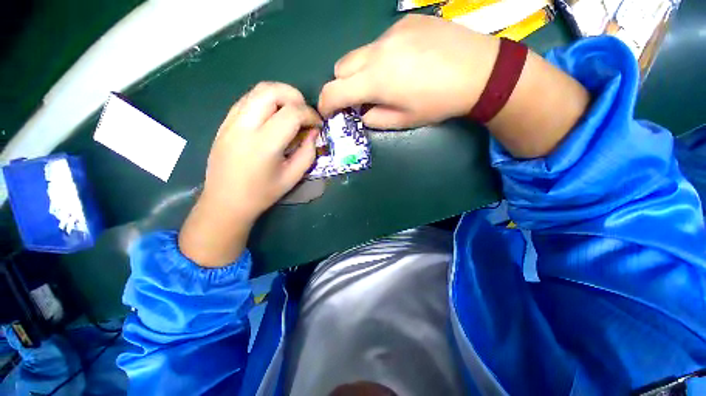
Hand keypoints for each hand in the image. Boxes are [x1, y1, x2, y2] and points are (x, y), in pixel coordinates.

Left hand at [180, 82, 321, 266]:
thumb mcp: (293, 177)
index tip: (317, 125)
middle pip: (272, 90)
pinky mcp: (224, 122)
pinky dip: (266, 101)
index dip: (310, 114)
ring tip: (291, 113)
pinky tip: (273, 117)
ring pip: (258, 90)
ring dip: (281, 96)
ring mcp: (231, 121)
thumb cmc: (262, 194)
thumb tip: (313, 132)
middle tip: (304, 113)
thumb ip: (308, 153)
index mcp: (264, 144)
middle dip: (295, 97)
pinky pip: (248, 100)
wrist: (225, 201)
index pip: (292, 113)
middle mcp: (245, 126)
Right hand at [318, 14, 499, 128]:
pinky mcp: (406, 21)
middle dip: (343, 85)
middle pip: (341, 67)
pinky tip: (405, 62)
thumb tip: (362, 112)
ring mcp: (391, 32)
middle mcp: (377, 51)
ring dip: (363, 70)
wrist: (480, 71)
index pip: (334, 90)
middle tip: (360, 97)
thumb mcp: (404, 121)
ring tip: (388, 80)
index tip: (328, 111)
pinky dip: (382, 57)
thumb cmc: (439, 103)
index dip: (325, 103)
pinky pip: (381, 42)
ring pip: (360, 53)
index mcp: (376, 80)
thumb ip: (375, 119)